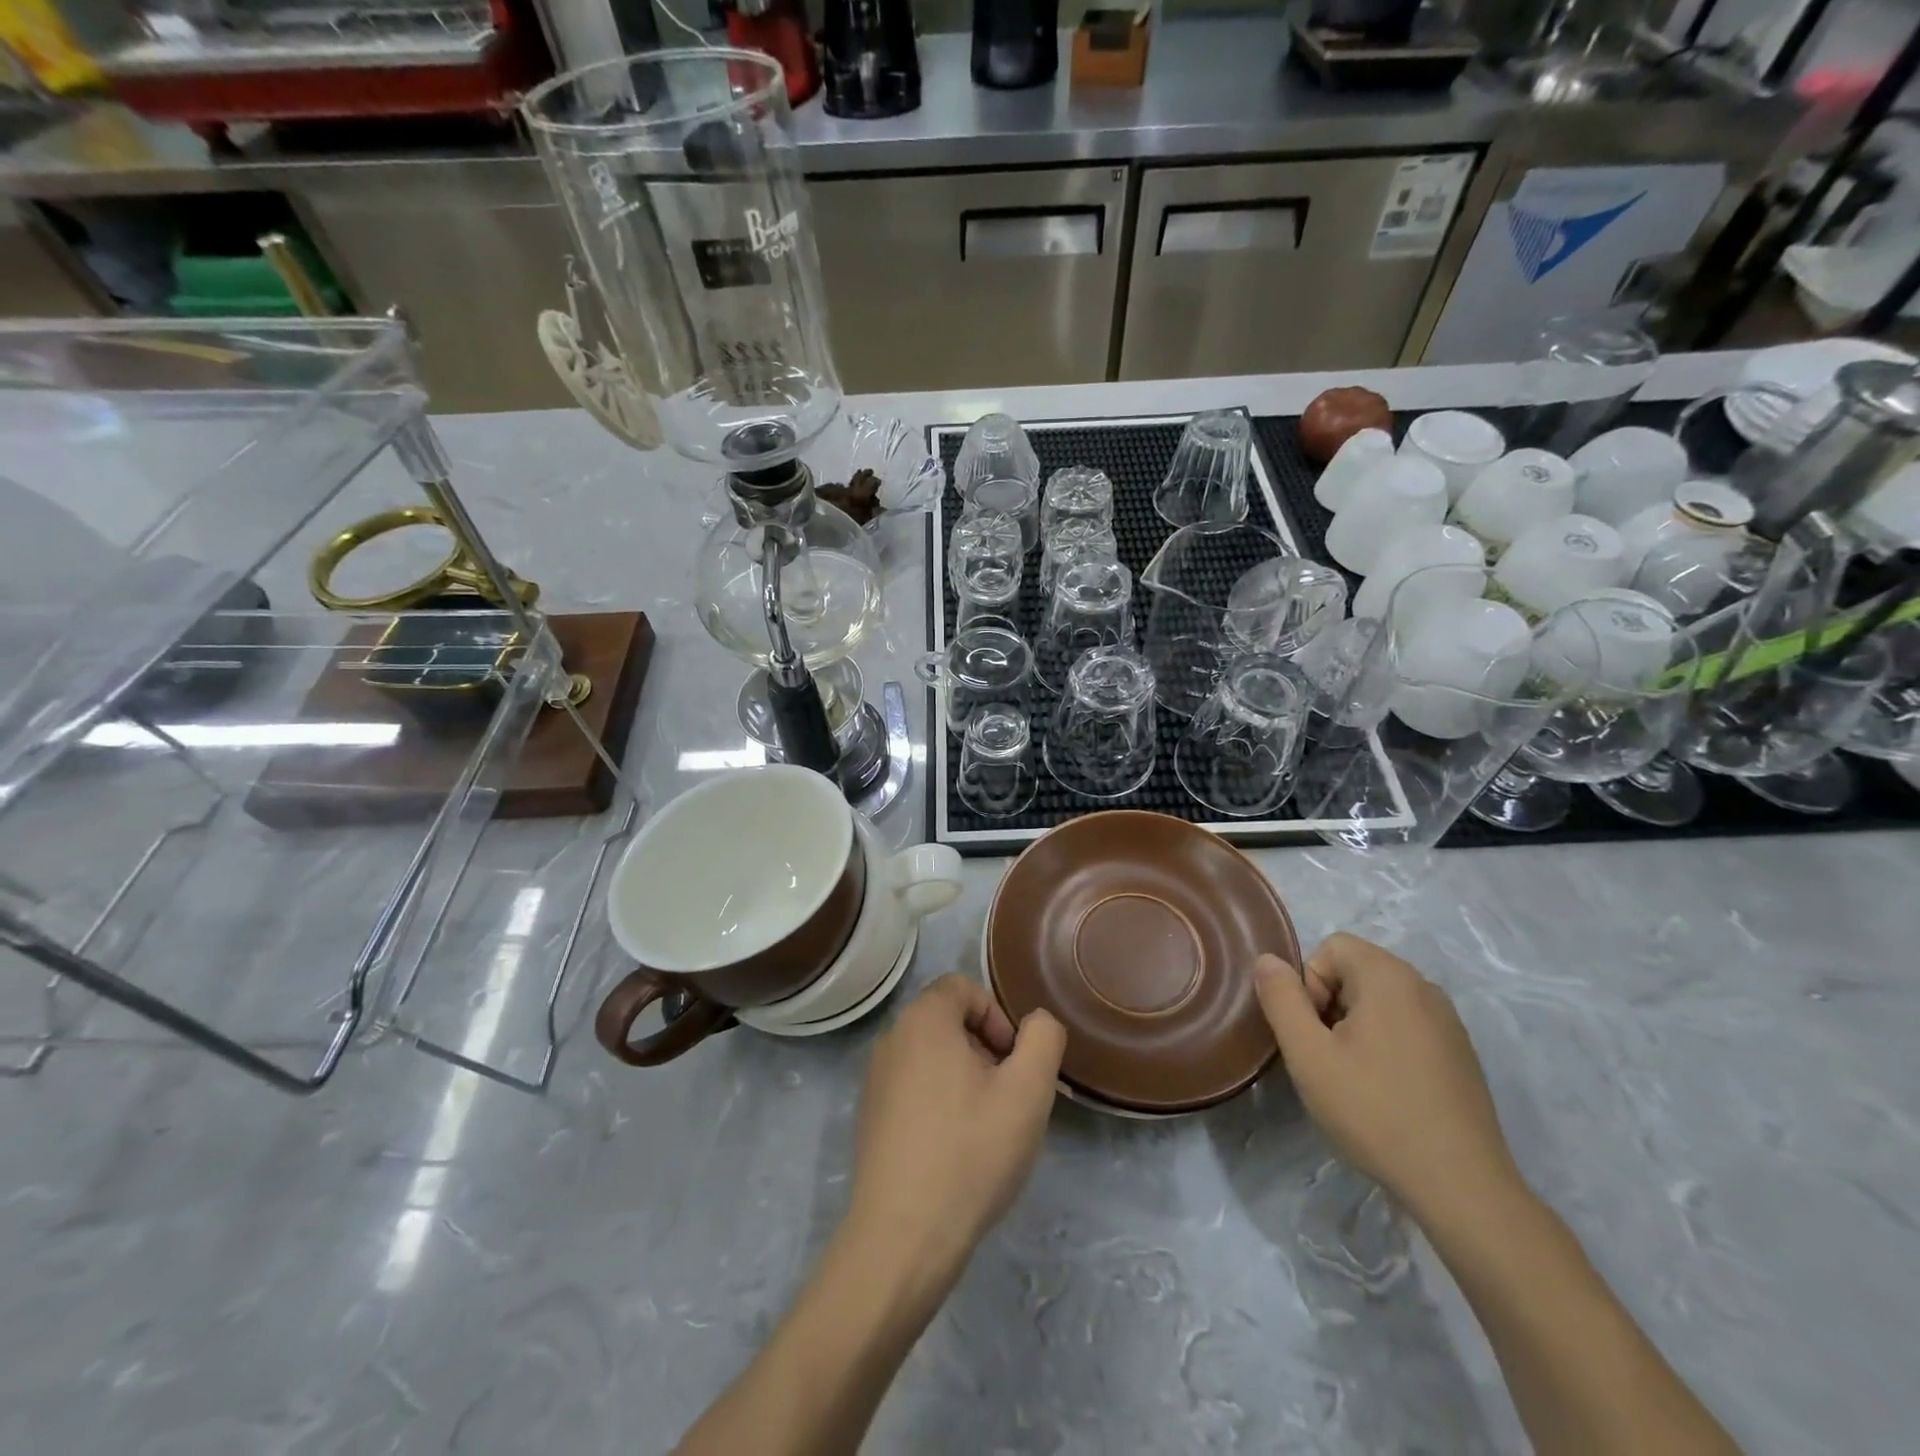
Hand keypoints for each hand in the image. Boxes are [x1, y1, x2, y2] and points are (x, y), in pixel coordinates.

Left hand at [847, 975, 1065, 1277]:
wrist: (903, 1236)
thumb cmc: (970, 1152)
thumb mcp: (1028, 1090)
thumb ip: (1043, 1038)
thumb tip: (1035, 1022)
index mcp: (923, 1019)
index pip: (965, 988)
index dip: (998, 1019)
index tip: (1013, 1066)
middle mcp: (891, 1038)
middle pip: (949, 1022)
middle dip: (985, 1051)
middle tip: (1005, 1099)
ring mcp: (875, 1079)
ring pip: (933, 1057)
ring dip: (965, 1079)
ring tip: (983, 1129)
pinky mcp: (870, 1117)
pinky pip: (913, 1088)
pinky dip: (939, 1104)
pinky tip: (954, 1151)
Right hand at [1254, 933, 1519, 1219]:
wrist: (1461, 1187)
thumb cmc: (1374, 1111)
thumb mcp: (1308, 1054)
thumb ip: (1281, 999)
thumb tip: (1267, 960)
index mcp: (1389, 977)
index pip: (1331, 947)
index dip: (1309, 983)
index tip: (1314, 1033)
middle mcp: (1424, 987)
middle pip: (1356, 971)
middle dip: (1330, 1004)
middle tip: (1327, 1057)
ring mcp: (1449, 1022)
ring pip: (1380, 1000)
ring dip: (1355, 1026)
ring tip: (1353, 1077)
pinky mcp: (1460, 1054)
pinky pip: (1407, 1026)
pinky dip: (1385, 1044)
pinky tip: (1386, 1092)